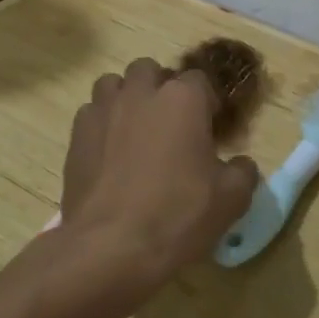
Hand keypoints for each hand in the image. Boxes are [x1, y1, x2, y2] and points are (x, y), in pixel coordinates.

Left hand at [60, 59, 258, 287]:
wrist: (110, 246)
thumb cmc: (177, 215)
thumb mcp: (231, 199)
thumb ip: (242, 172)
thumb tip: (240, 164)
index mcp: (183, 100)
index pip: (200, 81)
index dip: (207, 102)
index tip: (210, 127)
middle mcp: (141, 94)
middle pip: (150, 71)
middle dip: (161, 88)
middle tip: (171, 123)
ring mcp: (103, 111)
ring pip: (114, 84)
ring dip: (127, 98)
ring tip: (136, 129)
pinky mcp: (76, 135)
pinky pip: (91, 113)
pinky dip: (102, 123)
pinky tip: (109, 152)